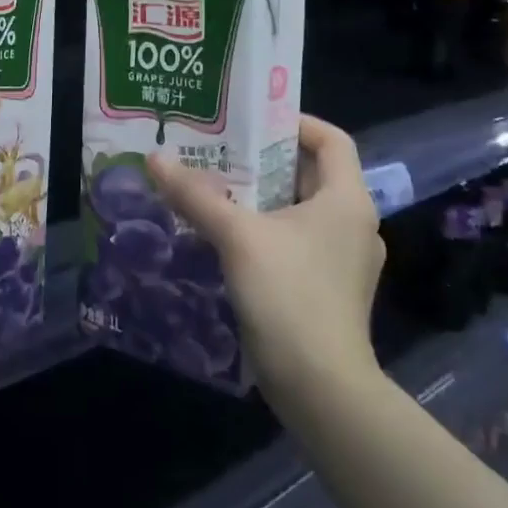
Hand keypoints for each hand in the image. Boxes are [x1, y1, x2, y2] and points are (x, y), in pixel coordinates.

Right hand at [148, 115, 384, 396]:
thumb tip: (155, 158)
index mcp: (347, 200)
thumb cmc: (289, 295)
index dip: (293, 121)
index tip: (249, 119)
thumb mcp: (237, 237)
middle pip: (310, 173)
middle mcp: (352, 224)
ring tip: (214, 188)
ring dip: (260, 196)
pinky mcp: (328, 287)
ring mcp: (343, 259)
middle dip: (263, 159)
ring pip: (300, 210)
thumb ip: (196, 195)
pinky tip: (226, 236)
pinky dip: (265, 229)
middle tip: (217, 150)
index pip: (331, 139)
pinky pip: (296, 240)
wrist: (320, 387)